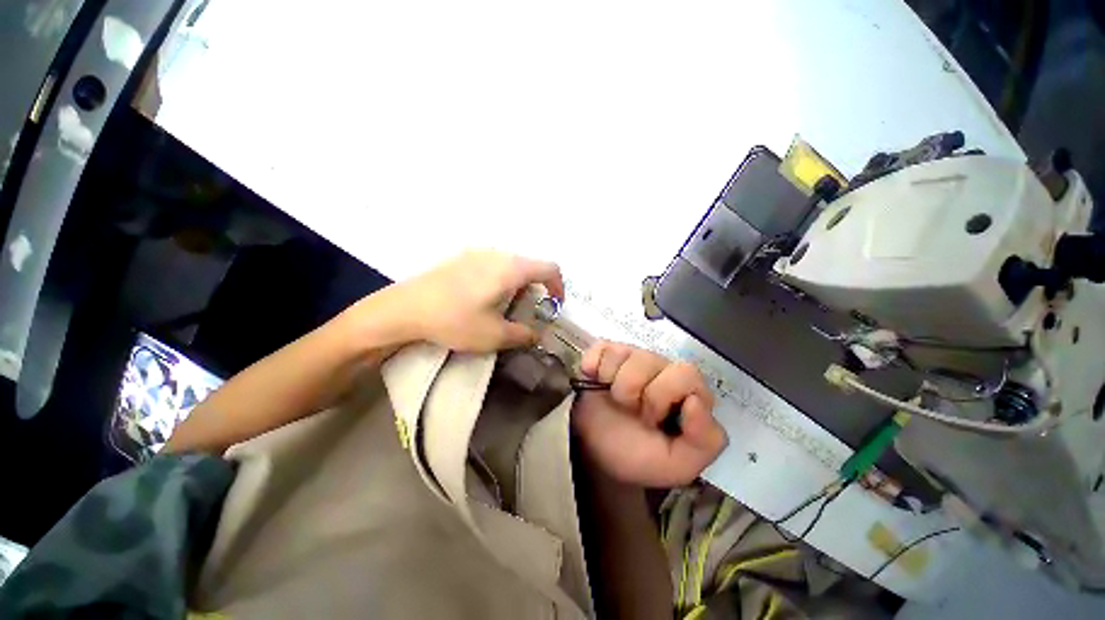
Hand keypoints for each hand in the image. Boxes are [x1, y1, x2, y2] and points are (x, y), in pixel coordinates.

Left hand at [388, 250, 563, 351]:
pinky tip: (483, 296)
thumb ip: (524, 335)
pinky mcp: (462, 257)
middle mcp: (498, 254)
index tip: (554, 306)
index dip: (559, 286)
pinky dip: (501, 278)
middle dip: (537, 288)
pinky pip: (493, 263)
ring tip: (506, 305)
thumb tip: (536, 335)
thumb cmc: (455, 320)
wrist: (404, 308)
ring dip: (519, 283)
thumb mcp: (495, 336)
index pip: (550, 268)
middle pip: (531, 265)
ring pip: (511, 263)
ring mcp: (478, 252)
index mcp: (511, 269)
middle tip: (528, 310)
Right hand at [572, 341, 726, 486]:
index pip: (685, 373)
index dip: (663, 395)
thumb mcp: (679, 463)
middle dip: (632, 389)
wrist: (596, 456)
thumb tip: (695, 401)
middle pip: (648, 359)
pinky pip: (600, 348)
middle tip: (629, 410)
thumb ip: (705, 440)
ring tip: (613, 399)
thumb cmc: (638, 457)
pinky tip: (595, 380)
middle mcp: (660, 367)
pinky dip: (593, 365)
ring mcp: (630, 357)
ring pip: (621, 353)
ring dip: (612, 382)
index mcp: (685, 390)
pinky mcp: (605, 352)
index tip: (650, 419)